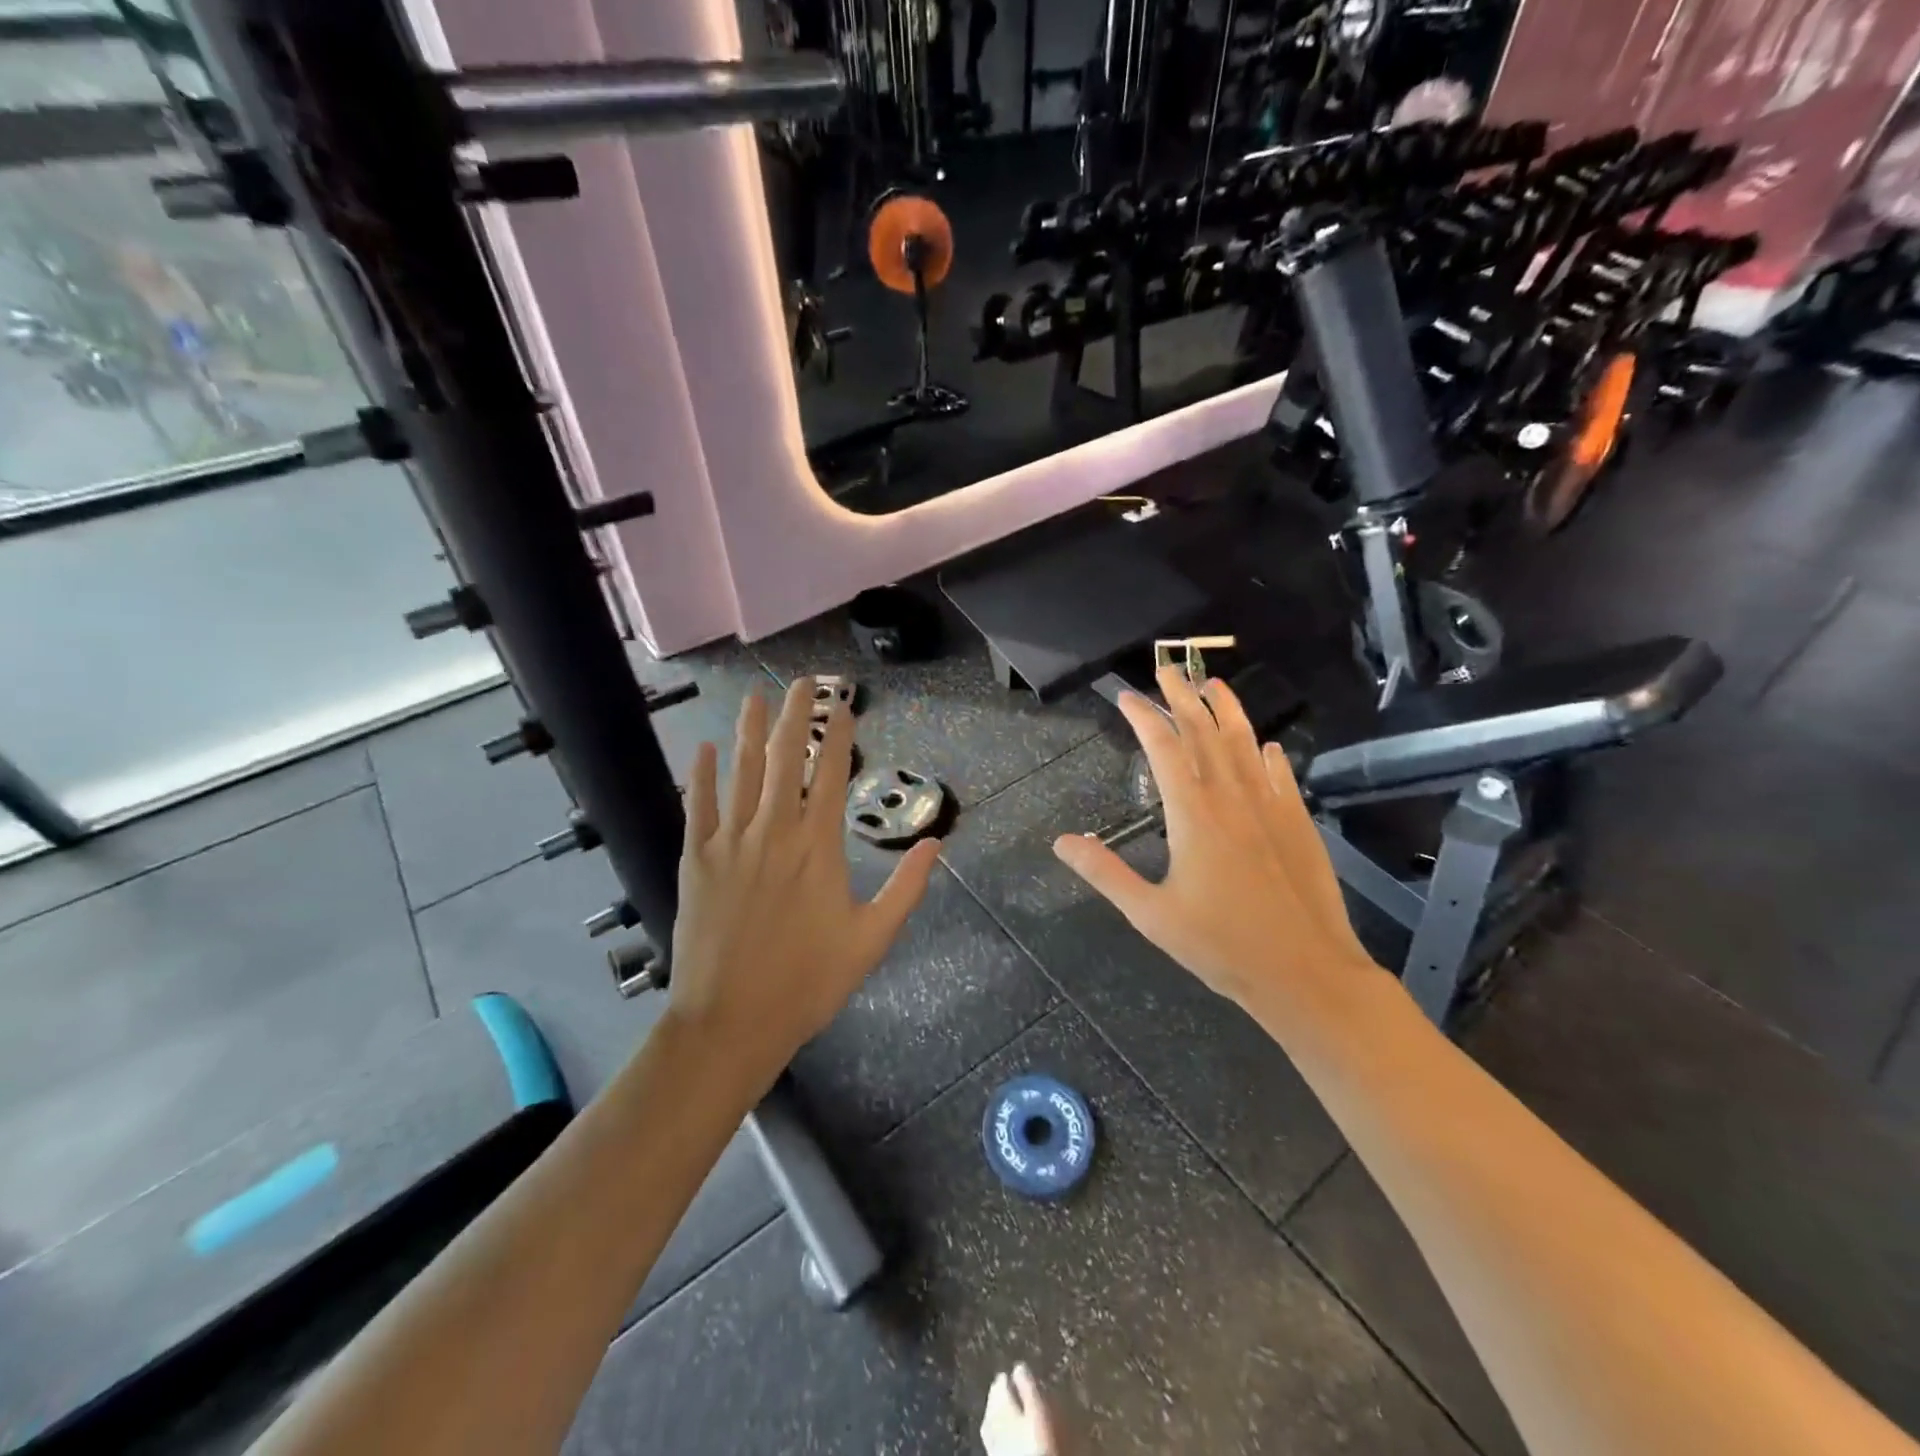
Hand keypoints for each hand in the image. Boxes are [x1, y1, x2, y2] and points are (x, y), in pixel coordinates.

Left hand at [668, 678, 940, 1081]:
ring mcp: (730, 842)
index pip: (831, 774)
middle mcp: (774, 831)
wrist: (731, 1021)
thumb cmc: (807, 982)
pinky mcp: (696, 859)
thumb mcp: (871, 940)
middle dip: (795, 714)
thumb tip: (936, 844)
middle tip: (802, 682)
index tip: (844, 704)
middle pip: (784, 758)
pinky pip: (698, 805)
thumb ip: (906, 889)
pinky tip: (705, 747)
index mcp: (818, 847)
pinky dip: (702, 773)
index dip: (839, 734)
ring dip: (749, 730)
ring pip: (742, 771)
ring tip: (755, 697)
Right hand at [1053, 666, 1377, 1011]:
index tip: (1127, 697)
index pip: (1165, 748)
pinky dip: (1267, 754)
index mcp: (1193, 814)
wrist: (1305, 973)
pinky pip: (1279, 775)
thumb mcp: (1150, 914)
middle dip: (1183, 697)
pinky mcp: (1298, 824)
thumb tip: (1063, 841)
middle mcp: (1232, 798)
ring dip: (1227, 711)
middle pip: (1205, 732)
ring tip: (1214, 684)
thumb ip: (1105, 873)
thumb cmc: (1221, 946)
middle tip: (1167, 669)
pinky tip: (1265, 744)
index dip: (1144, 717)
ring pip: (1244, 744)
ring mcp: (1270, 808)